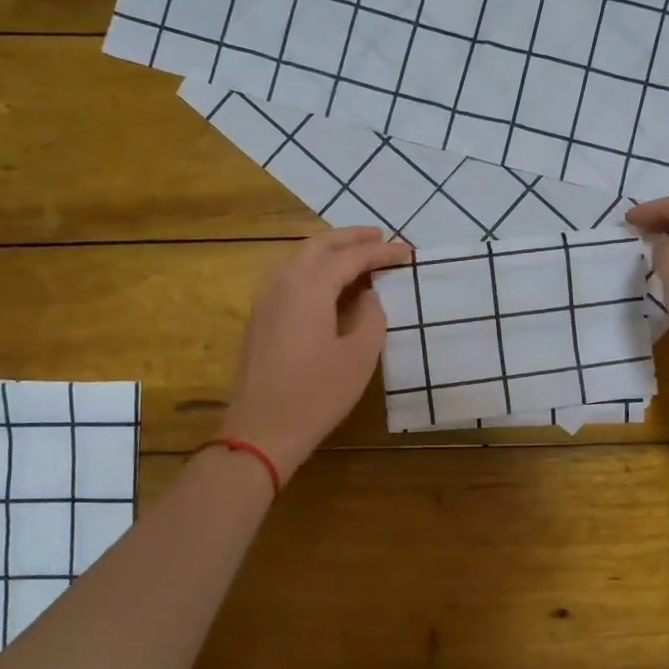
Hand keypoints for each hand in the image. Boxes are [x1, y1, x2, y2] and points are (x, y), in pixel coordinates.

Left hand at [221, 228, 412, 475]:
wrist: (262, 430)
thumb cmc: (317, 394)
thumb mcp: (359, 355)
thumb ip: (370, 316)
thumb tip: (366, 296)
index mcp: (309, 286)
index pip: (351, 257)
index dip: (381, 252)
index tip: (408, 252)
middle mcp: (283, 282)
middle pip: (319, 245)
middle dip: (351, 238)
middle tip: (379, 237)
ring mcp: (265, 299)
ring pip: (299, 257)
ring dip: (329, 250)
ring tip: (357, 253)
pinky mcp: (260, 317)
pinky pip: (289, 276)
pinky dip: (313, 268)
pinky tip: (328, 282)